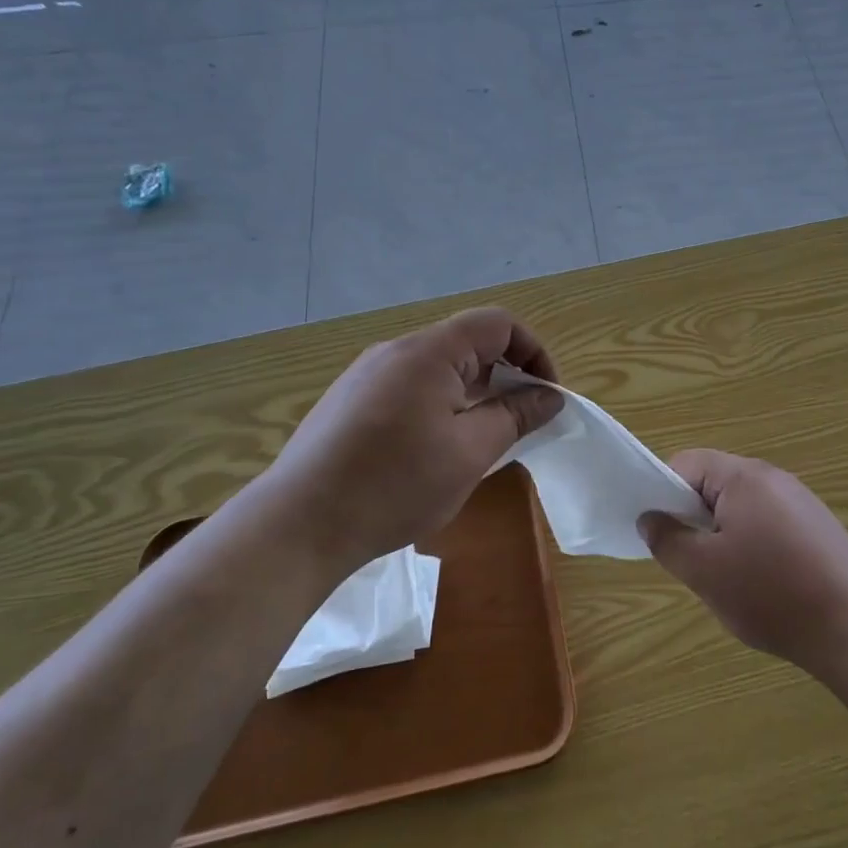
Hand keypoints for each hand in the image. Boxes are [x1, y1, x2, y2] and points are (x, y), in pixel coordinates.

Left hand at [262, 308, 562, 575]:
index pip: (498, 323)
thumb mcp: (470, 452)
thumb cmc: (395, 484)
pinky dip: (439, 406)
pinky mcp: (349, 401)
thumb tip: (549, 396)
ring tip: (479, 442)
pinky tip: (432, 452)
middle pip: (467, 343)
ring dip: (472, 394)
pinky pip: (409, 388)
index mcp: (429, 351)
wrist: (299, 524)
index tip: (545, 397)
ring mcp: (367, 375)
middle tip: (518, 424)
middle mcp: (396, 350)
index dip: (533, 352)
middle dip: (504, 376)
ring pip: (438, 369)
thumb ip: (515, 416)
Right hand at [638, 451, 847, 671]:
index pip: (685, 464)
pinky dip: (752, 546)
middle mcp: (772, 477)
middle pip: (713, 483)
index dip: (662, 493)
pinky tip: (762, 584)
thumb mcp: (704, 571)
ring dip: (722, 535)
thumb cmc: (772, 593)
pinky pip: (767, 523)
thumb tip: (649, 518)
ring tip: (726, 578)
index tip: (661, 534)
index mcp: (743, 476)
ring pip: (740, 507)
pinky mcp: (817, 527)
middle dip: (693, 518)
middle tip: (691, 561)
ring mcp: (800, 501)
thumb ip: (668, 540)